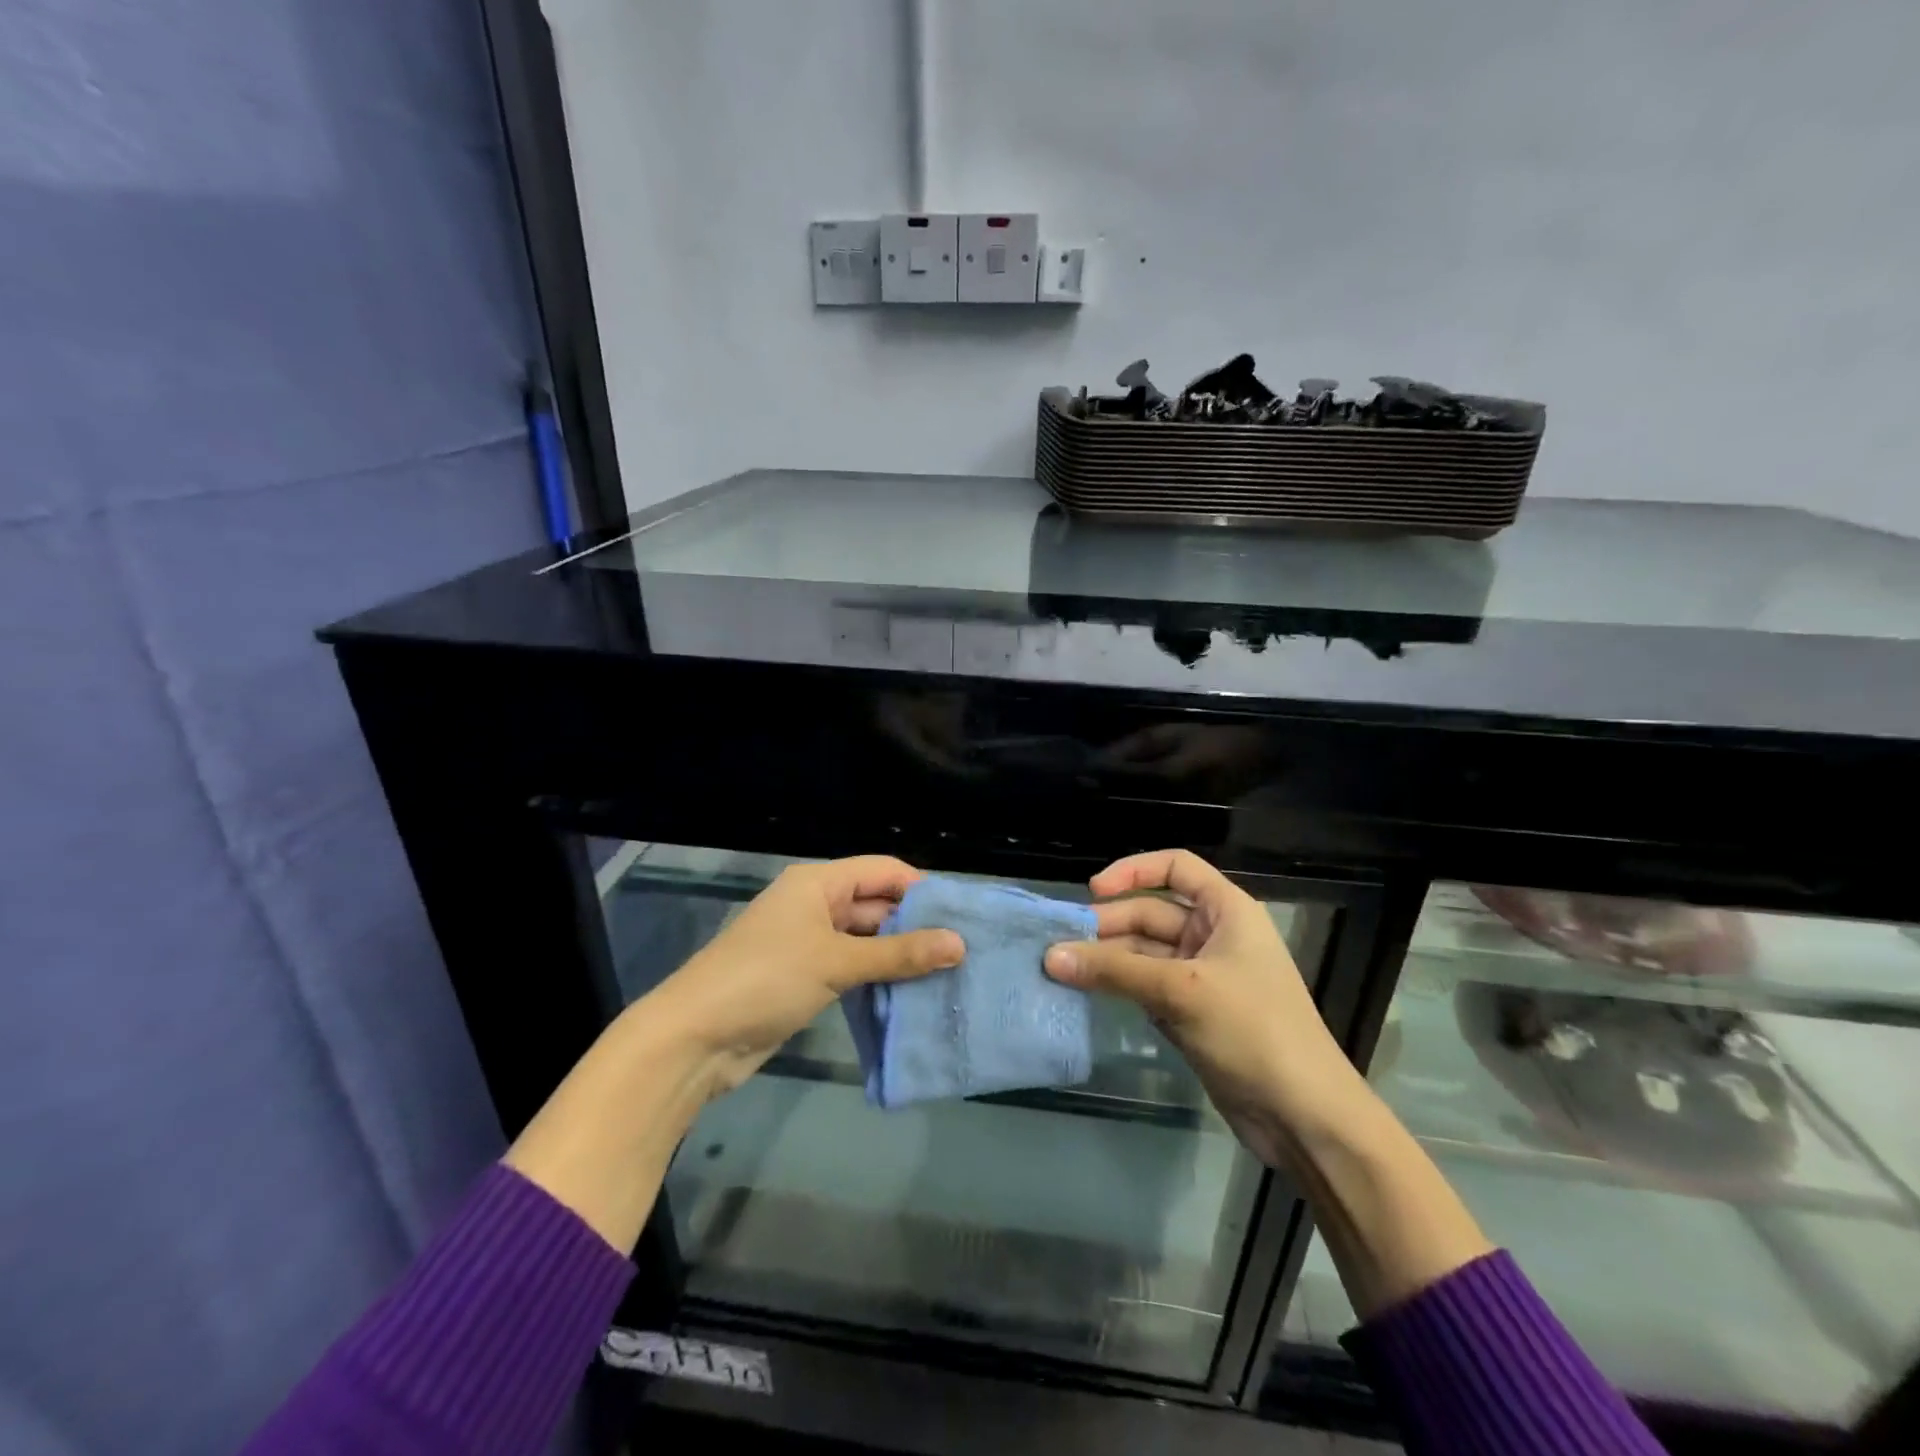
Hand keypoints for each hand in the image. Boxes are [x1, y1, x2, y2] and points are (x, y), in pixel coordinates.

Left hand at [650, 856, 963, 1098]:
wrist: (694, 1039)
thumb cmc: (765, 980)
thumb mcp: (836, 961)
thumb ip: (899, 953)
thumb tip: (959, 944)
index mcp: (818, 883)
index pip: (883, 871)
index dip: (922, 889)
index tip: (963, 915)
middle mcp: (815, 904)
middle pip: (876, 904)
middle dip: (916, 925)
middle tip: (964, 950)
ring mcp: (809, 942)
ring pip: (866, 939)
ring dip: (899, 955)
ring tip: (949, 973)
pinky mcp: (805, 977)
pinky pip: (852, 968)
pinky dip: (878, 978)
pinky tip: (912, 993)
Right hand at [1044, 849, 1369, 1168]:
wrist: (1303, 1117)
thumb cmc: (1252, 1031)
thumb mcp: (1180, 991)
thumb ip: (1114, 970)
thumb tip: (1050, 955)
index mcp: (1227, 911)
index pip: (1176, 868)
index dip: (1133, 870)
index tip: (1092, 891)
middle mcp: (1214, 936)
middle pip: (1150, 913)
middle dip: (1108, 926)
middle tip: (1060, 944)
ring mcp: (1202, 977)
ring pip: (1144, 953)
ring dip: (1107, 960)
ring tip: (1060, 970)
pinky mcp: (1191, 1013)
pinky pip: (1145, 987)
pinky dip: (1118, 988)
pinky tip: (1084, 993)